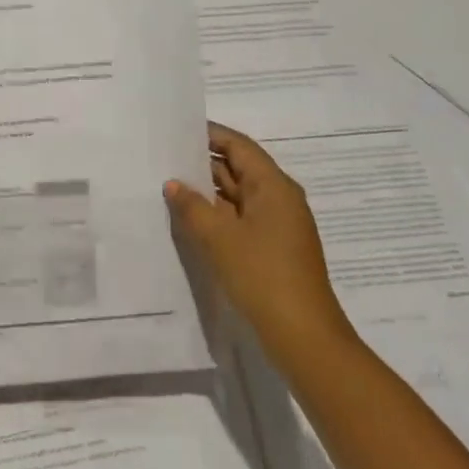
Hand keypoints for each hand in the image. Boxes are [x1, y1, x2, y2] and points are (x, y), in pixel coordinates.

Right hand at [165, 122, 352, 353]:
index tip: (177, 131)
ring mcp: (278, 225)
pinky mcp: (273, 248)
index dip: (209, 135)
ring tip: (170, 186)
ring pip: (238, 196)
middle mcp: (279, 198)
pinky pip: (241, 218)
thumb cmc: (262, 275)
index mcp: (273, 186)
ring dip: (208, 192)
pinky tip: (191, 220)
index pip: (238, 146)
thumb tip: (174, 183)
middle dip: (204, 163)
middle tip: (165, 158)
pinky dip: (218, 214)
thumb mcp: (218, 238)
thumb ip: (192, 206)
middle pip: (239, 168)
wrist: (304, 337)